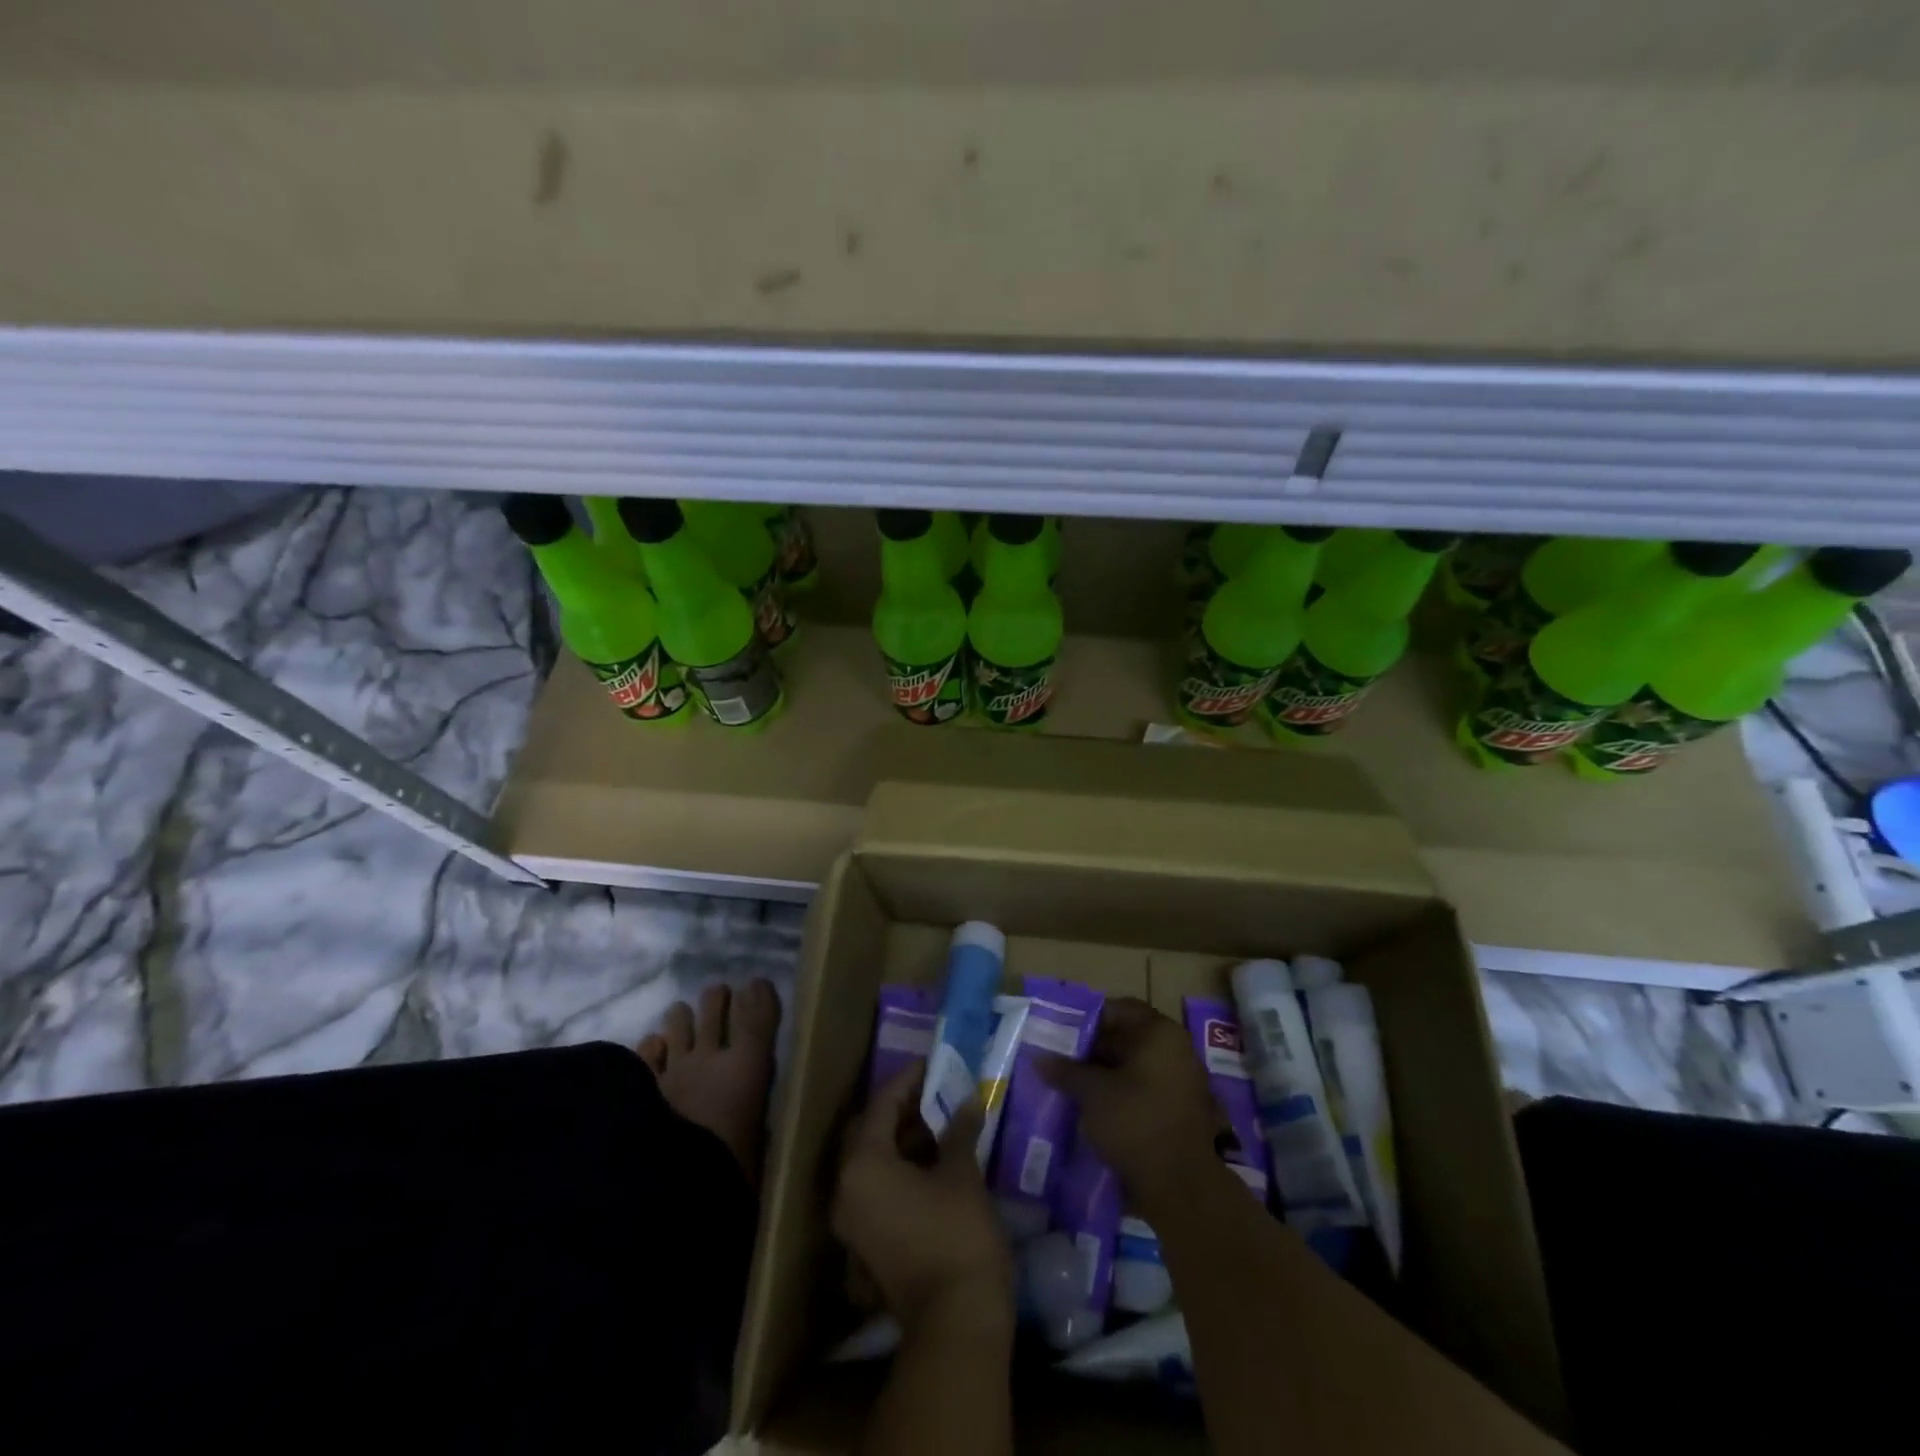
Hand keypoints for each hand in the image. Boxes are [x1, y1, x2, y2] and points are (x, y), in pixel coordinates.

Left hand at [831, 1065, 1014, 1336]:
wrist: (956, 1323)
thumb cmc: (957, 1235)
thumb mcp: (961, 1173)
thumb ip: (959, 1130)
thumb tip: (969, 1100)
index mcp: (862, 1165)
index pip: (881, 1105)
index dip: (908, 1080)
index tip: (932, 1065)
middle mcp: (845, 1189)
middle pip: (869, 1132)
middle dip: (901, 1110)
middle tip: (935, 1094)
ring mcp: (852, 1222)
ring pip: (871, 1163)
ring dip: (902, 1141)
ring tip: (940, 1125)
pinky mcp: (865, 1245)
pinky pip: (876, 1190)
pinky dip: (898, 1171)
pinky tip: (932, 1164)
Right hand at [1038, 998, 1225, 1214]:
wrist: (1181, 1187)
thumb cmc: (1135, 1122)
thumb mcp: (1092, 1093)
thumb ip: (1066, 1071)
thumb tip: (1040, 1059)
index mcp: (1160, 1033)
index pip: (1120, 1010)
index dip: (1090, 1019)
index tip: (1063, 1034)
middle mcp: (1178, 1050)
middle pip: (1129, 1037)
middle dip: (1095, 1049)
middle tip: (1063, 1060)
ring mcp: (1184, 1082)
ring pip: (1136, 1066)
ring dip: (1108, 1073)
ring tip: (1074, 1085)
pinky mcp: (1183, 1111)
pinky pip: (1147, 1089)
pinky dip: (1124, 1093)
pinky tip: (1098, 1108)